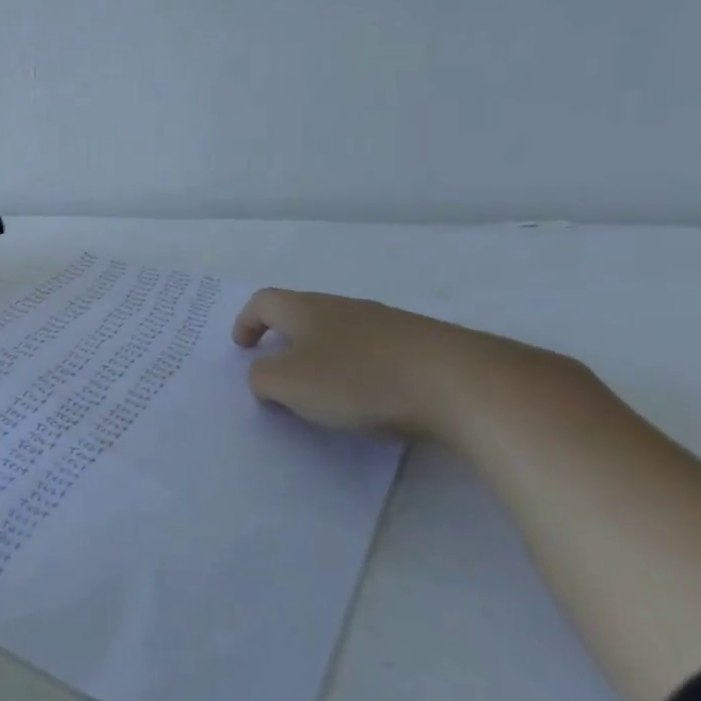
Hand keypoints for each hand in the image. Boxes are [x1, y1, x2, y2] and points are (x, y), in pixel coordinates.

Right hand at [232, 288, 575, 440]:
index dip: (246, 322)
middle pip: (303, 314)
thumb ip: (262, 378)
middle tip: (280, 372)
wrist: (459, 382)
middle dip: (286, 340)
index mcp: (306, 309)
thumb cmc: (358, 378)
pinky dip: (361, 370)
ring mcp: (386, 323)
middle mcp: (343, 307)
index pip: (264, 302)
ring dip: (325, 356)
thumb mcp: (289, 384)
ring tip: (327, 391)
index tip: (242, 347)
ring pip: (341, 333)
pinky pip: (376, 352)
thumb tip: (265, 374)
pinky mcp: (421, 345)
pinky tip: (373, 398)